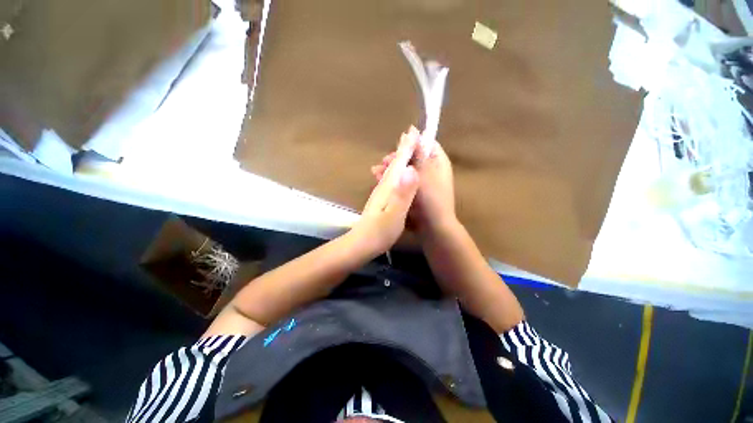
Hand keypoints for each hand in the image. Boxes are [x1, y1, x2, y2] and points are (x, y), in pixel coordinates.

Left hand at [354, 129, 420, 254]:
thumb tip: (410, 170)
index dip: (407, 147)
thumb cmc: (380, 231)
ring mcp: (380, 192)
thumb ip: (402, 193)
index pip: (399, 163)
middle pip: (394, 163)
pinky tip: (396, 173)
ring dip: (398, 157)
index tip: (415, 132)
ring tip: (404, 149)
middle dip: (402, 148)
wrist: (361, 243)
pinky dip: (394, 170)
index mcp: (389, 186)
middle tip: (410, 134)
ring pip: (390, 169)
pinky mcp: (381, 199)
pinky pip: (389, 178)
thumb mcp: (395, 214)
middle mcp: (384, 185)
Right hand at [371, 126, 455, 238]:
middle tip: (383, 163)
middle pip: (412, 158)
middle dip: (396, 159)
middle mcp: (430, 170)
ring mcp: (421, 182)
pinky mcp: (412, 192)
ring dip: (391, 170)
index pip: (425, 144)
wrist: (432, 228)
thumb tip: (412, 131)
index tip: (397, 147)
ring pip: (404, 170)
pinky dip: (392, 181)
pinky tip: (379, 180)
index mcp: (438, 162)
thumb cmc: (431, 199)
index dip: (411, 143)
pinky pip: (402, 182)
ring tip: (376, 172)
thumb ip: (417, 154)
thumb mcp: (423, 174)